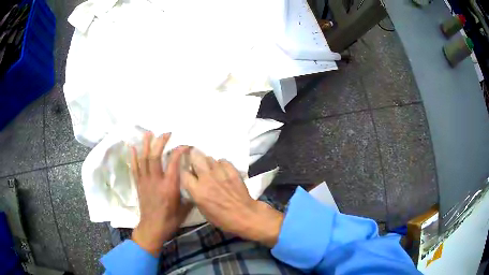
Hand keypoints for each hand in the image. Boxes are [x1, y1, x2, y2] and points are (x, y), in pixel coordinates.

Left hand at [130, 132, 190, 255]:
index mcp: (169, 186)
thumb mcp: (185, 208)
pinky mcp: (139, 184)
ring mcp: (145, 181)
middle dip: (160, 142)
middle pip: (155, 157)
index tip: (185, 145)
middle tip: (166, 133)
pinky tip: (132, 147)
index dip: (179, 151)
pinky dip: (133, 157)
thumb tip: (194, 184)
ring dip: (146, 145)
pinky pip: (135, 168)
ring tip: (148, 133)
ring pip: (144, 159)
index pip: (174, 163)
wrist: (152, 228)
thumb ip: (189, 194)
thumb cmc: (170, 220)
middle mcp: (156, 180)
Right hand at [181, 149, 283, 246]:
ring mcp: (220, 173)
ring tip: (210, 167)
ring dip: (208, 162)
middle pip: (196, 157)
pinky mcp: (232, 171)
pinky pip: (223, 161)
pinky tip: (222, 169)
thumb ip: (196, 194)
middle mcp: (207, 179)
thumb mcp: (202, 210)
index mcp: (197, 191)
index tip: (186, 170)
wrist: (245, 215)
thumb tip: (194, 183)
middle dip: (194, 156)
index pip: (184, 173)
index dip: (184, 170)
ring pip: (210, 158)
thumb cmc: (222, 218)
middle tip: (195, 160)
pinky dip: (221, 164)